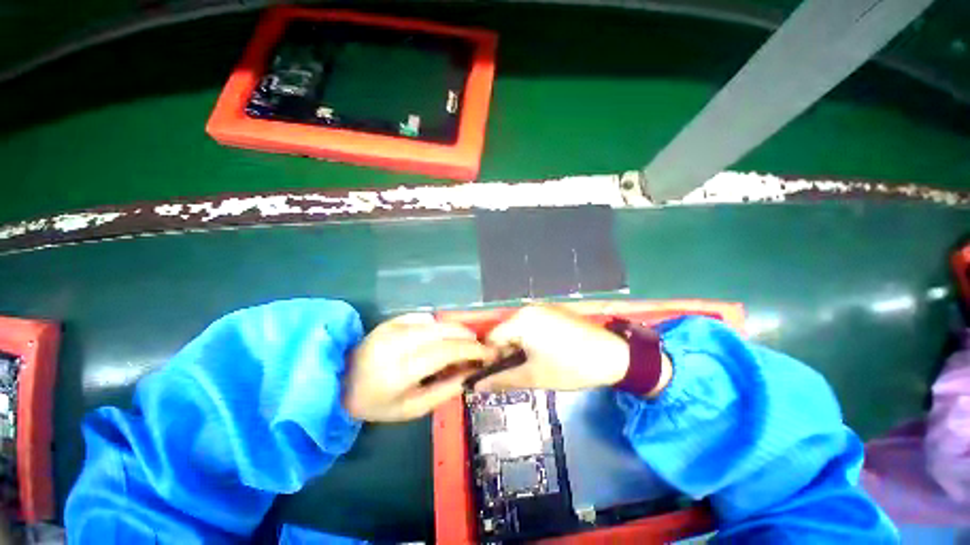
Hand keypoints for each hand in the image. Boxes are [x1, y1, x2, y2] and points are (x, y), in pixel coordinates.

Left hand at [343, 313, 491, 421]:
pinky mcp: (392, 319)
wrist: (340, 382)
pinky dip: (440, 326)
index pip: (445, 351)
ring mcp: (393, 327)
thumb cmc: (378, 403)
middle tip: (479, 347)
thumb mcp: (412, 408)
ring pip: (437, 321)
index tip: (487, 353)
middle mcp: (397, 342)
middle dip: (467, 336)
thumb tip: (471, 373)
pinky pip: (425, 317)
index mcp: (399, 370)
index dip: (470, 350)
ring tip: (464, 342)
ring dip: (456, 329)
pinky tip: (441, 337)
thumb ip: (445, 390)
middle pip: (444, 331)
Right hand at [475, 304, 629, 391]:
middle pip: (505, 333)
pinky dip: (531, 340)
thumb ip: (502, 380)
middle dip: (507, 354)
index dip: (491, 359)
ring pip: (519, 330)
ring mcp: (543, 308)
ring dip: (519, 348)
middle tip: (519, 373)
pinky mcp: (554, 312)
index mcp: (521, 319)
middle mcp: (528, 308)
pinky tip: (544, 354)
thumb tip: (477, 386)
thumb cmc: (570, 366)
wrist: (614, 356)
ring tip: (533, 365)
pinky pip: (532, 326)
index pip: (491, 338)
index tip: (499, 376)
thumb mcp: (533, 376)